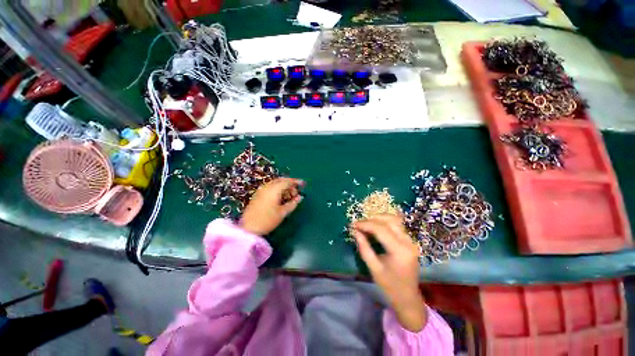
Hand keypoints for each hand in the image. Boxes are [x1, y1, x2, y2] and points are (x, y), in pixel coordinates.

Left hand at [239, 178, 303, 235]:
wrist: (248, 228)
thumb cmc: (268, 220)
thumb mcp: (283, 212)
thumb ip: (293, 203)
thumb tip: (300, 197)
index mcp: (274, 189)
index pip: (287, 181)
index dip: (296, 182)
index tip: (303, 184)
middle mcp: (267, 187)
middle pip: (281, 180)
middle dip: (290, 184)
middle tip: (296, 192)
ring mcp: (261, 190)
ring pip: (275, 184)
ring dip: (284, 187)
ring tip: (289, 197)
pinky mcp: (258, 195)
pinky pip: (270, 187)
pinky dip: (277, 190)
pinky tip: (280, 198)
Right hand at [351, 214, 426, 331]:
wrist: (408, 297)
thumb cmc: (390, 286)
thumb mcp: (374, 268)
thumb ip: (364, 248)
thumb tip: (355, 232)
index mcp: (399, 251)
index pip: (381, 229)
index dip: (366, 224)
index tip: (354, 224)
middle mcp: (408, 242)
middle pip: (389, 221)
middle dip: (372, 219)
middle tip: (360, 224)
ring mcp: (411, 241)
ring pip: (394, 220)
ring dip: (379, 218)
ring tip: (367, 224)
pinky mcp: (410, 241)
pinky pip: (397, 225)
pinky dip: (385, 222)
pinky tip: (376, 226)